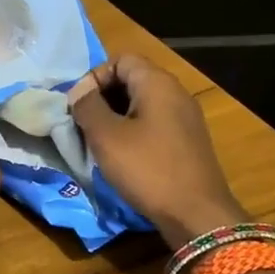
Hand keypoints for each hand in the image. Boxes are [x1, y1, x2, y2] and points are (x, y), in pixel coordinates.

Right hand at [69, 55, 244, 247]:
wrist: (196, 213)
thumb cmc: (148, 169)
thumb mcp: (107, 137)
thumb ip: (88, 107)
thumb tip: (80, 92)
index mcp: (157, 83)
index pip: (120, 59)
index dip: (94, 77)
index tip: (77, 105)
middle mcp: (175, 93)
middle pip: (132, 80)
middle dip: (102, 98)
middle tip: (82, 124)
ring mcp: (185, 118)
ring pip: (141, 104)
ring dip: (115, 118)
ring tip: (97, 142)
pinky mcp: (187, 142)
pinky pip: (153, 124)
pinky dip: (132, 133)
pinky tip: (121, 157)